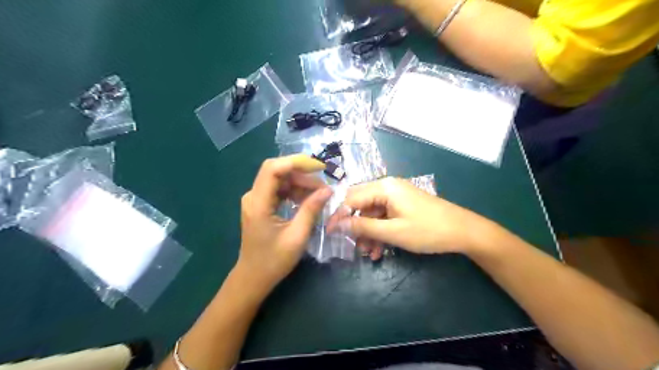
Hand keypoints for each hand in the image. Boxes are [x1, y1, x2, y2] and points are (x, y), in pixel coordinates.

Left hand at [235, 155, 331, 293]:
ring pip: (279, 179)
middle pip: (277, 171)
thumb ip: (311, 210)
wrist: (254, 277)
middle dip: (302, 173)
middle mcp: (253, 196)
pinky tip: (307, 199)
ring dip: (300, 182)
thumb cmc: (274, 261)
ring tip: (319, 193)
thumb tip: (328, 190)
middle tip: (323, 185)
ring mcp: (255, 199)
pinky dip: (294, 190)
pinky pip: (279, 189)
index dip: (296, 162)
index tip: (319, 168)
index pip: (273, 169)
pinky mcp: (260, 204)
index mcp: (258, 203)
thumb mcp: (297, 236)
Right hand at [324, 178, 493, 257]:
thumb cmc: (428, 230)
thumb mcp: (393, 231)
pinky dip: (380, 232)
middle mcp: (388, 187)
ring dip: (368, 233)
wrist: (464, 231)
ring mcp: (396, 196)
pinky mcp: (403, 205)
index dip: (339, 216)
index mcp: (384, 187)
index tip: (329, 233)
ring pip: (372, 214)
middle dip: (355, 226)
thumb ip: (363, 227)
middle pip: (361, 205)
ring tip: (369, 254)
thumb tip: (337, 224)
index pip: (351, 198)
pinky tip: (380, 251)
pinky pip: (384, 217)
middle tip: (352, 246)